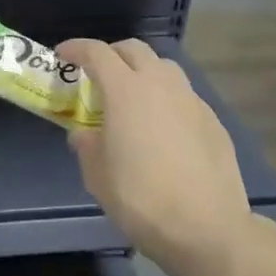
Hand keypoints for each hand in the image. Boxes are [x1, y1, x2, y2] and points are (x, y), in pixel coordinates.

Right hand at [54, 37, 250, 266]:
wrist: (206, 228)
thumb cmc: (140, 197)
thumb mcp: (96, 173)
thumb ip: (86, 144)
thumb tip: (84, 134)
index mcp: (126, 90)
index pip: (96, 52)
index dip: (76, 48)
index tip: (62, 54)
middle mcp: (160, 84)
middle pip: (134, 49)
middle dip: (112, 54)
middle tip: (97, 75)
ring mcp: (191, 100)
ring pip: (164, 68)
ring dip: (143, 73)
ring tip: (132, 99)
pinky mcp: (213, 121)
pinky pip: (183, 96)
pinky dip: (166, 100)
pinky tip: (162, 129)